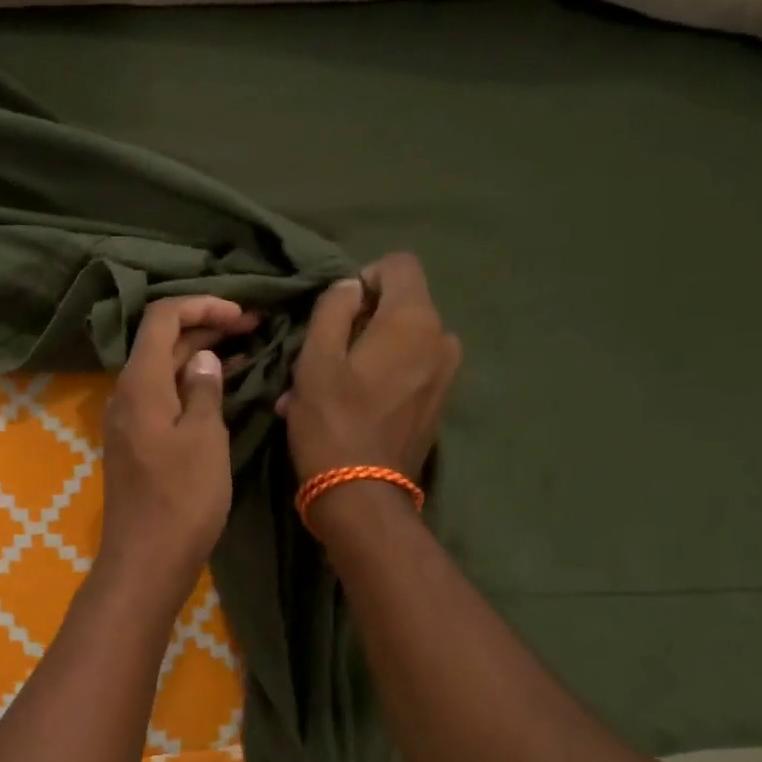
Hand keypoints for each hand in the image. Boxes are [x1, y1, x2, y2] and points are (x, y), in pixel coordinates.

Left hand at [98, 296, 257, 598]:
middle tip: (255, 327)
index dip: (201, 305)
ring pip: (164, 370)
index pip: (162, 317)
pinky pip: (163, 397)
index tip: (241, 314)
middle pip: (162, 342)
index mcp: (140, 383)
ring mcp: (130, 419)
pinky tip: (222, 388)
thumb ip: (204, 389)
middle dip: (206, 327)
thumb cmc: (182, 498)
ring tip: (247, 350)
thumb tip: (203, 359)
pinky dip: (192, 384)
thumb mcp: (205, 438)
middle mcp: (127, 393)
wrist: (146, 559)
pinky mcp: (138, 442)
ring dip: (200, 356)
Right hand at [279, 251, 460, 495]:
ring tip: (327, 388)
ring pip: (401, 342)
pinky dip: (378, 378)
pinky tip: (347, 408)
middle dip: (360, 322)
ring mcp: (445, 375)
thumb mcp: (316, 360)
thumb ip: (333, 309)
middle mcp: (441, 339)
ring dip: (364, 353)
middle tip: (320, 356)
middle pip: (400, 305)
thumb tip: (350, 286)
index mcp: (413, 320)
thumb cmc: (332, 423)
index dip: (363, 277)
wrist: (362, 497)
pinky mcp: (438, 404)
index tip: (336, 313)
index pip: (399, 264)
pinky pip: (408, 372)